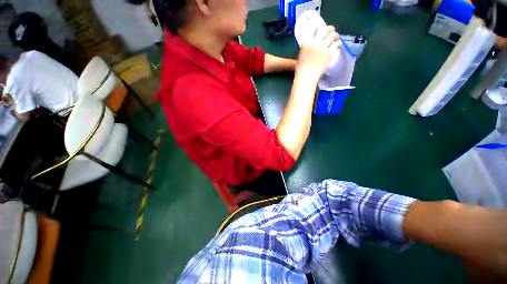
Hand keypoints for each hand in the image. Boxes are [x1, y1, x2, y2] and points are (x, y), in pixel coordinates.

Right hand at [296, 25, 340, 75]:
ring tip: (336, 37)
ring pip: (333, 35)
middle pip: (326, 29)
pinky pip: (337, 44)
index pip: (314, 28)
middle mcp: (316, 42)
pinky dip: (338, 43)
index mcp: (307, 42)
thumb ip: (307, 46)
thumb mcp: (302, 54)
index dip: (318, 26)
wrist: (306, 75)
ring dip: (336, 35)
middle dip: (330, 29)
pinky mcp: (329, 53)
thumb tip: (312, 42)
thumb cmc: (301, 67)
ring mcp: (323, 47)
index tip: (320, 27)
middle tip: (331, 31)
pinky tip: (338, 45)